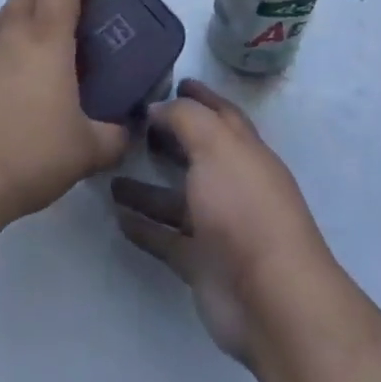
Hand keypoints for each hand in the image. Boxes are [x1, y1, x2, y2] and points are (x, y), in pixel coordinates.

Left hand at [0, 0, 129, 231]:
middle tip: (54, 36)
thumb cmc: (26, 158)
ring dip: (8, 35)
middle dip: (42, 7)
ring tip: (17, 70)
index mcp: (45, 40)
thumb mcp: (85, 153)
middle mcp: (3, 33)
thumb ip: (113, 137)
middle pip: (24, 0)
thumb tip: (125, 132)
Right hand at [112, 79, 341, 369]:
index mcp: (244, 151)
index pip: (221, 115)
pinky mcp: (201, 264)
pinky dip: (144, 228)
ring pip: (176, 199)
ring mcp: (218, 227)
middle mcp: (233, 185)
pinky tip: (116, 216)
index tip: (172, 82)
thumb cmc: (243, 207)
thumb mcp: (215, 144)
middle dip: (168, 138)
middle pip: (197, 154)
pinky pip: (166, 239)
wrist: (270, 299)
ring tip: (109, 173)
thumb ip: (184, 117)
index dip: (199, 97)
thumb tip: (158, 107)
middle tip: (129, 124)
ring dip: (146, 187)